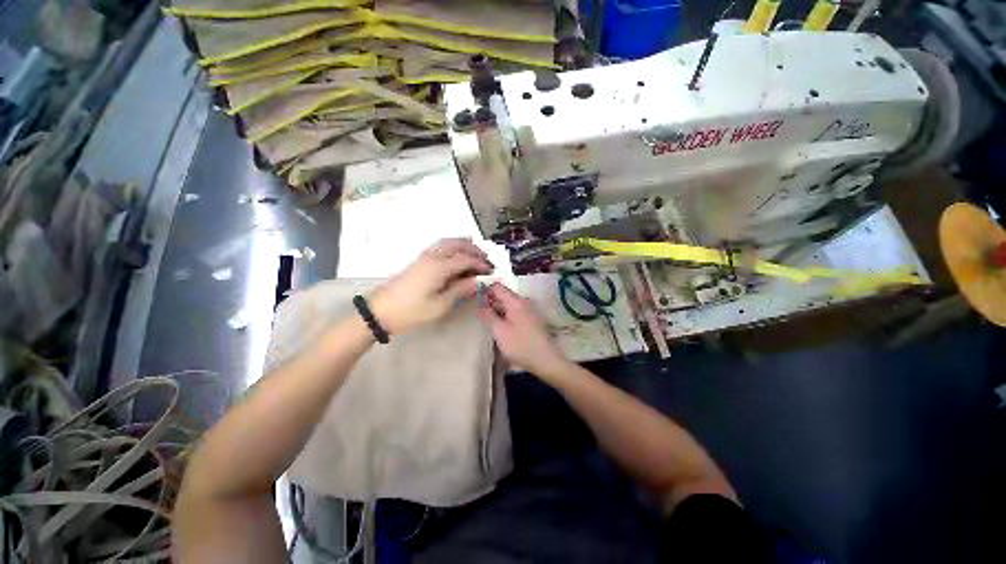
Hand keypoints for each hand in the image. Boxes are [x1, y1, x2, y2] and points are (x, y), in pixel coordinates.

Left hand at [369, 238, 493, 334]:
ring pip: (447, 242)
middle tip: (486, 260)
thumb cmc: (411, 311)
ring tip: (475, 251)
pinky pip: (440, 246)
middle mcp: (433, 256)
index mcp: (439, 267)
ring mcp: (424, 256)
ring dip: (463, 244)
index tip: (491, 271)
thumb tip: (477, 281)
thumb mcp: (440, 305)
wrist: (380, 311)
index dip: (481, 264)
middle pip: (457, 245)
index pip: (466, 259)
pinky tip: (456, 253)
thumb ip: (460, 290)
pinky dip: (452, 245)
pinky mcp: (419, 260)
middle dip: (474, 250)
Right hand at [477, 282, 569, 376]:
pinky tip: (501, 328)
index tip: (476, 302)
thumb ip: (488, 315)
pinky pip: (515, 312)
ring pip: (509, 305)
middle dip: (491, 302)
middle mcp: (524, 302)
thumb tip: (481, 305)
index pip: (497, 287)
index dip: (485, 291)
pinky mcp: (531, 319)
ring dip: (498, 311)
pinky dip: (506, 316)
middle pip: (503, 295)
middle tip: (480, 315)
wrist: (545, 360)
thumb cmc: (520, 345)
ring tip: (488, 323)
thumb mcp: (499, 331)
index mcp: (515, 301)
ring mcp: (529, 310)